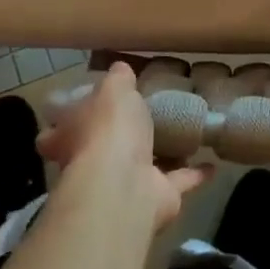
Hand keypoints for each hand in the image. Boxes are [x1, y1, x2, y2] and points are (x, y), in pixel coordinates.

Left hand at [38, 63, 211, 232]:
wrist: (125, 185)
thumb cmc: (109, 130)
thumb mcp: (113, 89)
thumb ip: (118, 79)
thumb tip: (120, 69)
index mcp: (71, 137)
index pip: (57, 131)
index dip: (67, 121)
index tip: (83, 107)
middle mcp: (92, 164)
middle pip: (101, 149)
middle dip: (119, 138)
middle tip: (142, 117)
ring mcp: (123, 185)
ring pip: (143, 166)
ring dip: (161, 156)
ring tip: (181, 135)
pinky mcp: (154, 199)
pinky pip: (177, 182)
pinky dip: (194, 174)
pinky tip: (212, 163)